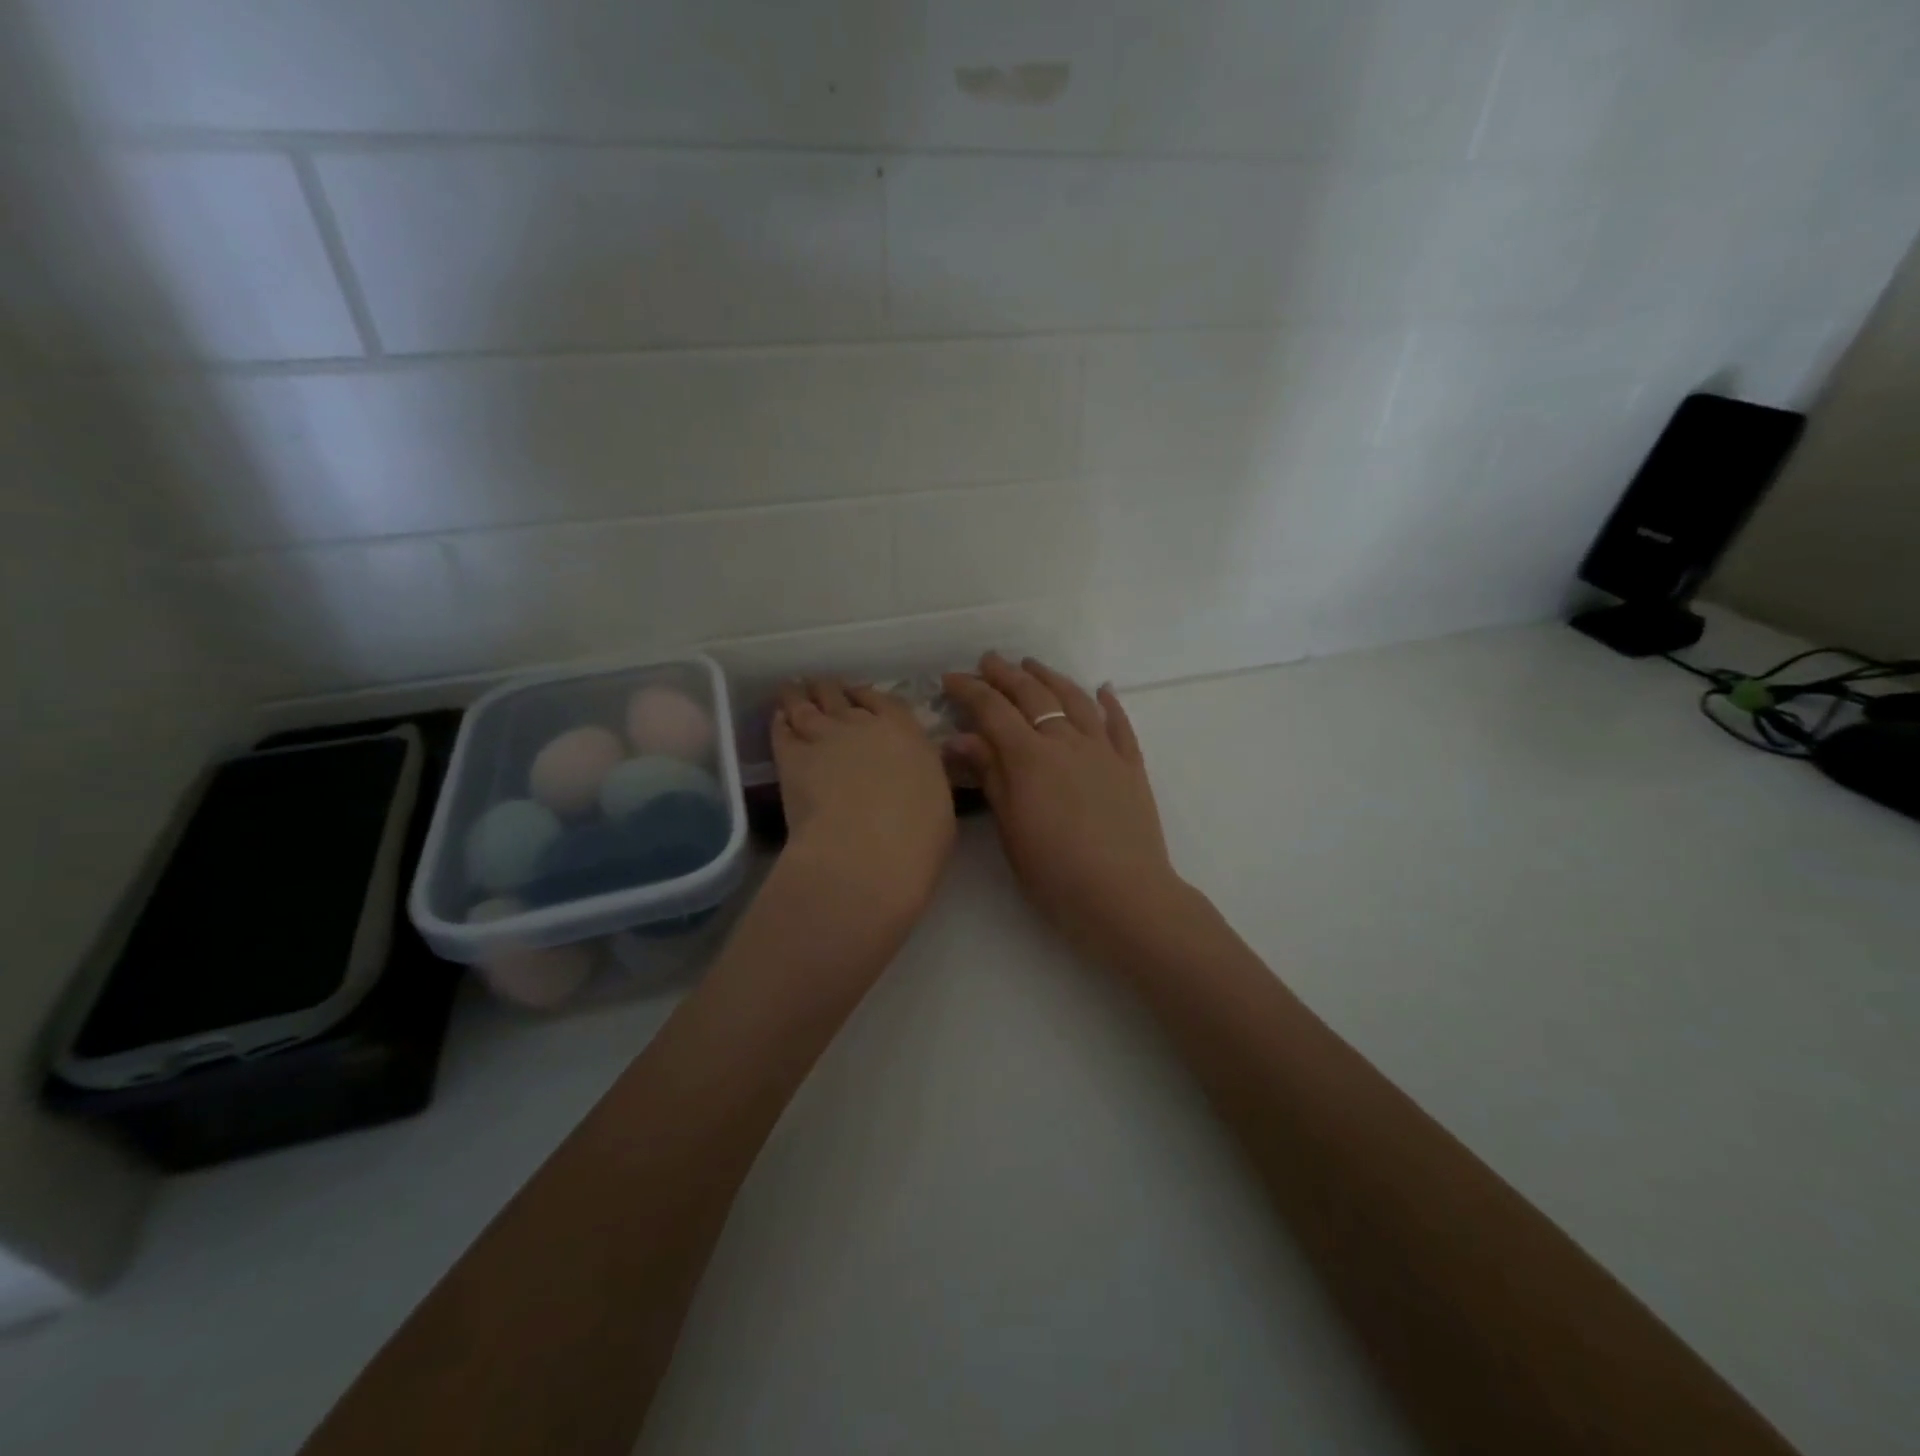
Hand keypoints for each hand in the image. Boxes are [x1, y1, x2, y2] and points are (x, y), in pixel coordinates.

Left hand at [773, 677, 956, 927]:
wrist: (866, 852)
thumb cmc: (917, 838)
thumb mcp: (936, 800)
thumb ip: (920, 777)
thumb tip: (910, 776)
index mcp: (905, 732)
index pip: (884, 701)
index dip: (867, 697)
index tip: (859, 697)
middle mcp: (863, 725)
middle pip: (840, 696)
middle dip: (830, 692)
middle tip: (821, 690)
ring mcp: (824, 737)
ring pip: (805, 705)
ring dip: (799, 696)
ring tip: (792, 690)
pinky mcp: (790, 757)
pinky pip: (781, 730)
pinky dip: (780, 722)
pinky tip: (778, 719)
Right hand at [942, 655, 1184, 959]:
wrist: (1123, 895)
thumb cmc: (1054, 871)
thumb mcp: (1010, 828)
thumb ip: (990, 776)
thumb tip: (960, 738)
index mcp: (1030, 757)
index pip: (994, 710)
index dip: (970, 690)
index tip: (950, 678)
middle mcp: (1067, 742)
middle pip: (1034, 696)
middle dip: (1007, 675)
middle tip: (989, 660)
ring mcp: (1104, 751)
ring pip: (1075, 701)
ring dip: (1052, 678)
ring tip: (1034, 665)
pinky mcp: (1131, 767)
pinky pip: (1120, 725)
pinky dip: (1109, 704)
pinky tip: (1103, 689)